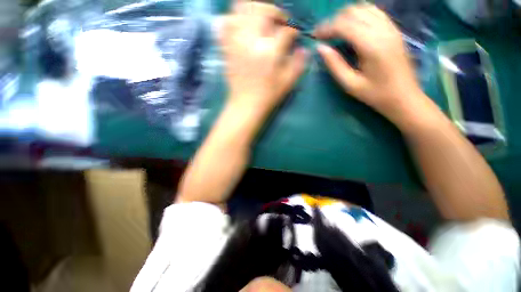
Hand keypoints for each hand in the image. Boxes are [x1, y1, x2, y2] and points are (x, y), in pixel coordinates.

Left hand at [219, 2, 307, 117]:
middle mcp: (252, 41)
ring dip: (254, 9)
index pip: (286, 31)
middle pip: (263, 10)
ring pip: (241, 10)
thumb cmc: (267, 97)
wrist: (245, 106)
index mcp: (270, 51)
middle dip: (275, 11)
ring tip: (261, 19)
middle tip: (280, 21)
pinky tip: (242, 25)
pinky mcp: (227, 48)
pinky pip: (225, 24)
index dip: (293, 31)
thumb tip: (304, 49)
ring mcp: (236, 43)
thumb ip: (298, 64)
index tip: (294, 35)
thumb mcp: (287, 83)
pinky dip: (233, 18)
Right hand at [314, 4, 423, 121]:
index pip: (344, 25)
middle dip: (335, 20)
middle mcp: (383, 30)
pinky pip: (375, 12)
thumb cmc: (375, 94)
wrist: (404, 97)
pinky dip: (360, 15)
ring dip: (347, 16)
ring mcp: (391, 27)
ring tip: (336, 30)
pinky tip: (353, 27)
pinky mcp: (394, 30)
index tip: (314, 35)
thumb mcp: (350, 84)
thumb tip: (320, 48)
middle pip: (354, 11)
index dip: (326, 27)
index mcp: (371, 45)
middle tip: (324, 34)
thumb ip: (334, 64)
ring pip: (365, 7)